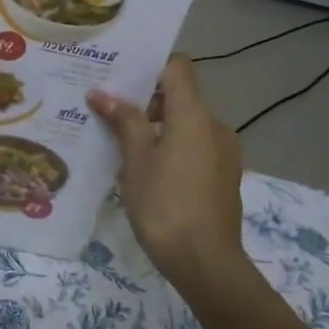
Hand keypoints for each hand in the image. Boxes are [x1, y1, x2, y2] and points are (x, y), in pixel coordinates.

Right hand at [89, 57, 246, 291]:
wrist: (206, 263)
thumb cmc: (165, 206)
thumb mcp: (136, 162)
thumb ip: (124, 122)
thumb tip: (102, 94)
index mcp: (194, 115)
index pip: (177, 68)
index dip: (150, 66)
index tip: (119, 75)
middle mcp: (215, 126)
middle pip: (180, 97)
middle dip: (146, 101)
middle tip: (109, 111)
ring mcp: (224, 153)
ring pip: (187, 125)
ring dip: (158, 128)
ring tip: (123, 145)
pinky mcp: (225, 176)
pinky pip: (196, 148)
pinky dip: (173, 148)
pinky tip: (148, 172)